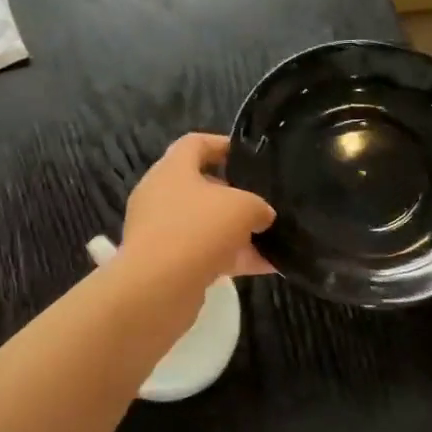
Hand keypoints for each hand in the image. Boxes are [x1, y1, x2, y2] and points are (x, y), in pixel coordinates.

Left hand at [121, 133, 275, 286]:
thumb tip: (262, 216)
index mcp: (172, 169)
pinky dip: (233, 259)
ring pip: (205, 224)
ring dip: (237, 233)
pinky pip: (205, 254)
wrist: (158, 287)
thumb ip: (258, 206)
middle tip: (264, 202)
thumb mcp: (242, 207)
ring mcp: (161, 232)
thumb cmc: (198, 229)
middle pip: (202, 187)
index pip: (195, 144)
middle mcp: (161, 196)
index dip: (222, 145)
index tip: (249, 156)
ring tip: (273, 240)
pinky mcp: (166, 264)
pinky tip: (267, 268)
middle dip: (235, 196)